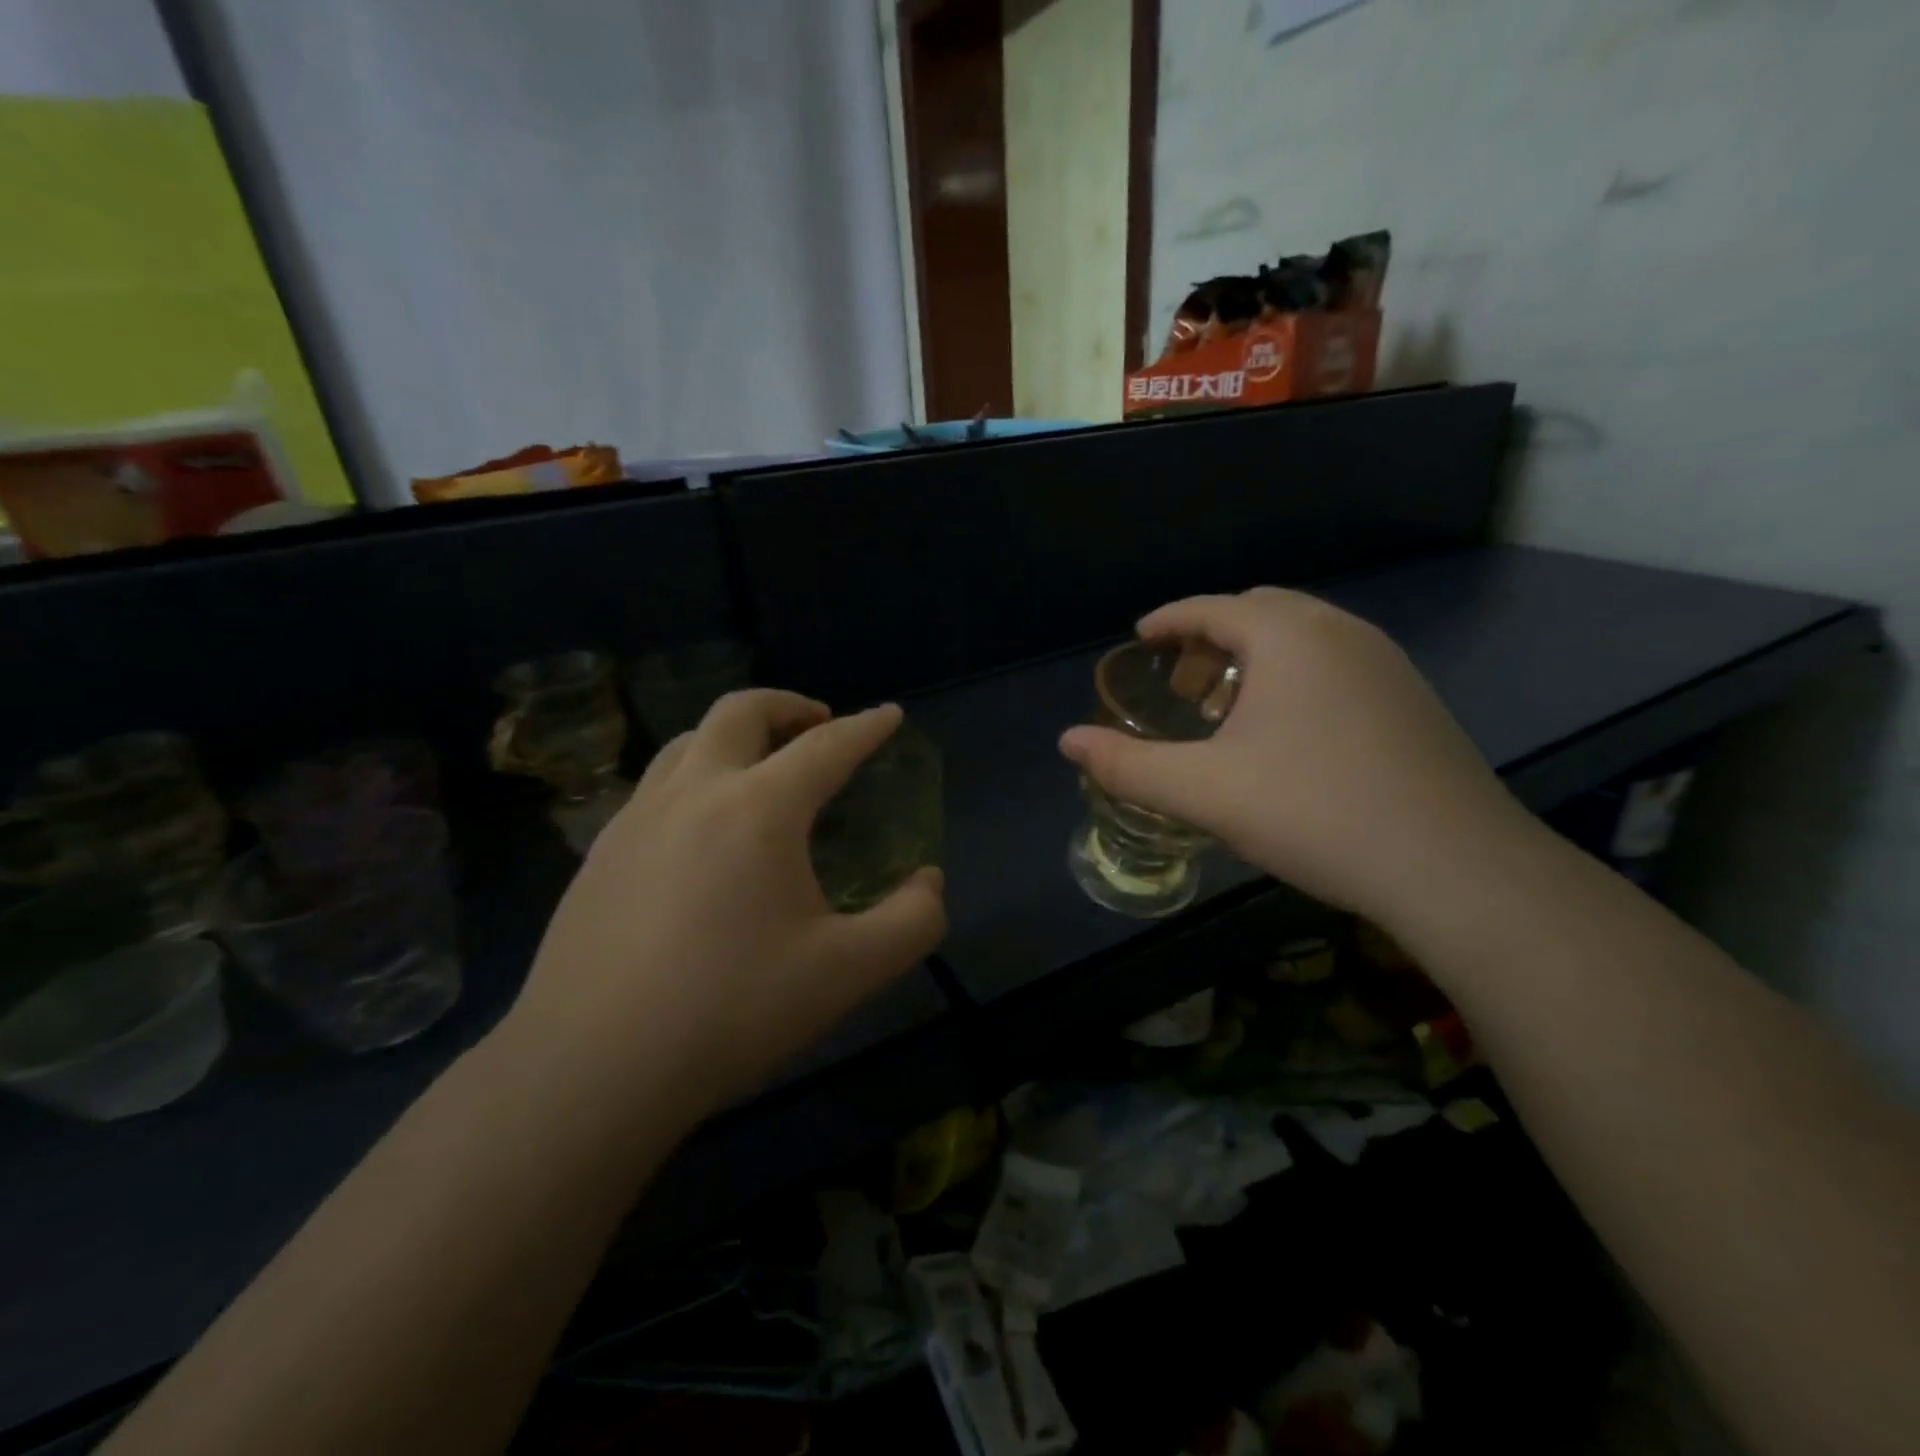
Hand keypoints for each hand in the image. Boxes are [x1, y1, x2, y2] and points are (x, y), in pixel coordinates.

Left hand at [508, 692, 945, 1113]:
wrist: (593, 1068)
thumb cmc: (732, 1010)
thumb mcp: (849, 972)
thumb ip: (912, 921)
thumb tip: (929, 883)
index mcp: (759, 809)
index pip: (827, 747)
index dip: (867, 727)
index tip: (890, 715)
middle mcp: (694, 792)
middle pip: (741, 711)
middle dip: (789, 706)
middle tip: (819, 725)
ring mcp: (636, 818)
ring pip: (689, 740)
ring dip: (735, 735)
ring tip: (760, 767)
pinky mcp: (599, 852)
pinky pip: (656, 785)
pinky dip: (695, 776)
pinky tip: (702, 829)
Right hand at [1059, 588, 1532, 926]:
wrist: (1453, 867)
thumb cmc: (1314, 812)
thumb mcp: (1204, 791)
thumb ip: (1127, 765)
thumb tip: (1067, 741)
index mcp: (1288, 637)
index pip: (1213, 607)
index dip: (1170, 620)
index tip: (1141, 638)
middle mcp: (1340, 632)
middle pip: (1259, 613)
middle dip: (1210, 640)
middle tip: (1182, 688)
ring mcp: (1385, 663)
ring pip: (1302, 638)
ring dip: (1254, 660)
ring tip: (1227, 713)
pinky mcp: (1411, 699)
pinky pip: (1335, 664)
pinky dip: (1294, 678)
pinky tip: (1286, 736)